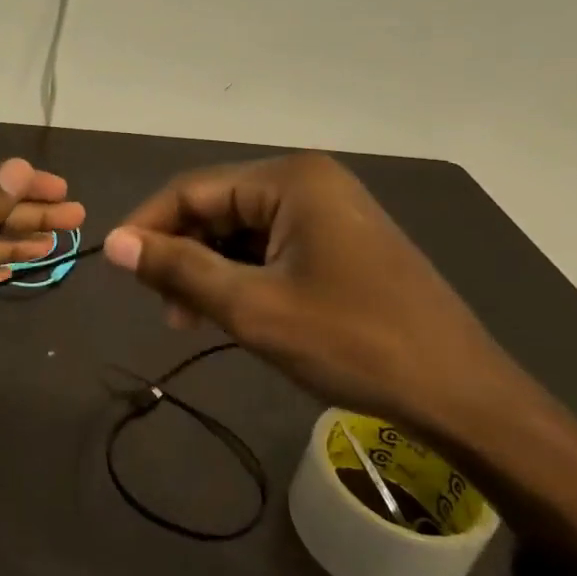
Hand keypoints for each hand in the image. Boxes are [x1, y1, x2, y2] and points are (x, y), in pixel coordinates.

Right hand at [104, 154, 576, 575]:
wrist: (464, 396)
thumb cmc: (353, 343)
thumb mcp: (253, 308)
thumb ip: (178, 269)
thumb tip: (112, 242)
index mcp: (289, 179)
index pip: (191, 190)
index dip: (146, 227)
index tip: (115, 268)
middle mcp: (309, 181)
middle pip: (216, 207)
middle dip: (182, 255)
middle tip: (166, 312)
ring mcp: (330, 210)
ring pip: (241, 231)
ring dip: (211, 271)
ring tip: (197, 321)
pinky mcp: (342, 242)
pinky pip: (272, 247)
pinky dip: (244, 277)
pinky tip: (238, 314)